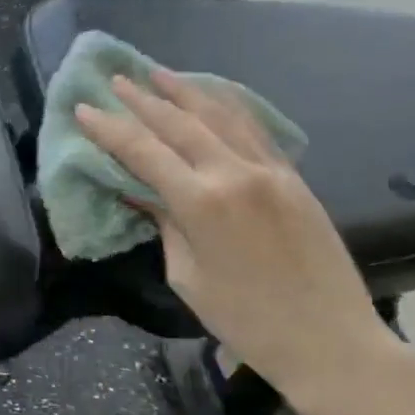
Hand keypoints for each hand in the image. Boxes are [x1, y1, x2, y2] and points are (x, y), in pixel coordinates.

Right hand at [75, 70, 396, 404]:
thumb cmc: (245, 320)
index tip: (84, 110)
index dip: (110, 129)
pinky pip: (254, 129)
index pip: (143, 152)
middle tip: (115, 80)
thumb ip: (165, 225)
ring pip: (220, 116)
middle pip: (179, 123)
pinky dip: (228, 107)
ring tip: (158, 73)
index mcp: (201, 203)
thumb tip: (144, 194)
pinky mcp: (294, 177)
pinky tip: (212, 96)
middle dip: (142, 99)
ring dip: (185, 91)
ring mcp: (270, 171)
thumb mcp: (187, 275)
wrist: (330, 341)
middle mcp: (234, 174)